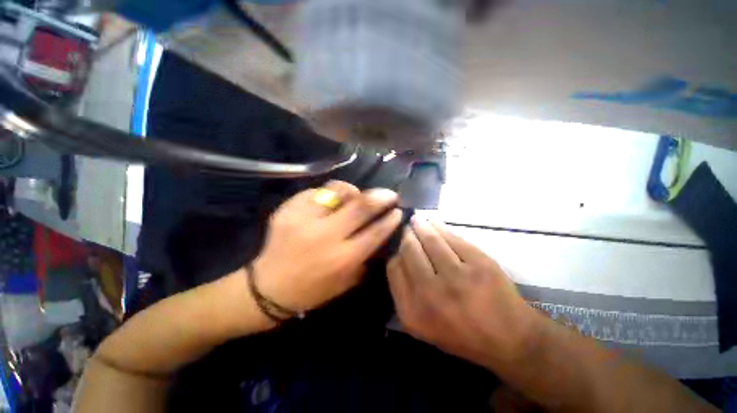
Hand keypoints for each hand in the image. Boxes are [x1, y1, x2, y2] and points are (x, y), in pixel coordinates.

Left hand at [253, 181, 402, 313]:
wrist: (268, 287)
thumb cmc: (313, 290)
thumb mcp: (347, 282)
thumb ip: (365, 256)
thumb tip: (379, 230)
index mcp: (343, 258)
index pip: (375, 231)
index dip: (390, 218)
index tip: (397, 210)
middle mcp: (326, 236)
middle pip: (361, 206)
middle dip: (380, 197)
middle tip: (389, 194)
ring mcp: (305, 220)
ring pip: (337, 191)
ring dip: (352, 190)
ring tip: (356, 194)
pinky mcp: (288, 211)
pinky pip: (315, 192)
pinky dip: (327, 193)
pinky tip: (329, 200)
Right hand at [387, 218, 541, 368]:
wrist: (509, 341)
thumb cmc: (461, 334)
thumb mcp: (422, 325)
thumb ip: (405, 292)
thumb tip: (398, 255)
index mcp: (413, 312)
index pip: (393, 267)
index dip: (395, 252)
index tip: (399, 246)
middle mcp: (430, 293)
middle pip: (409, 250)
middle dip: (406, 235)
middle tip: (407, 228)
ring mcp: (457, 277)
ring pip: (430, 240)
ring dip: (421, 226)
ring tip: (417, 220)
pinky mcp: (479, 264)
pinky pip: (452, 238)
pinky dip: (440, 227)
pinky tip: (434, 223)